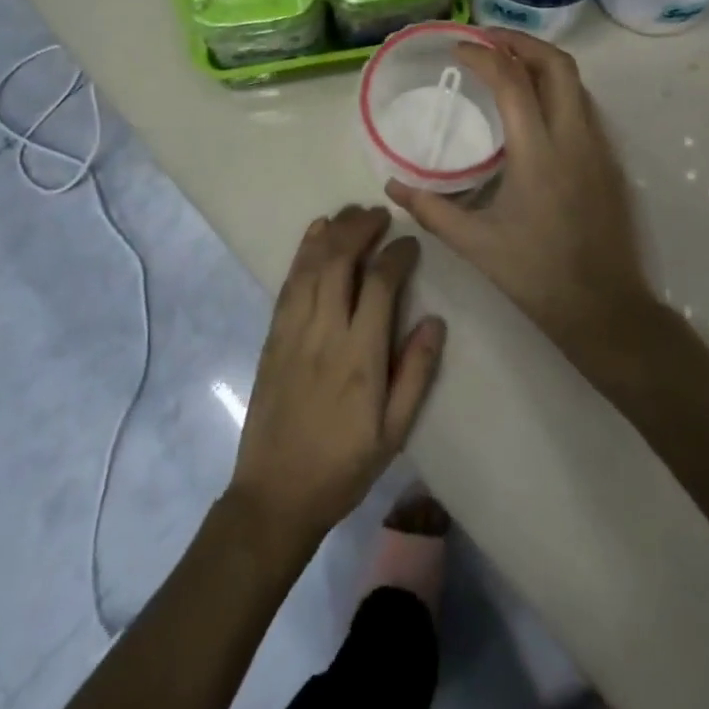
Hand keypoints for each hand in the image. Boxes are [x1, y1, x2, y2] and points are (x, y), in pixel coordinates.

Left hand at [229, 206, 444, 545]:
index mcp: (360, 357)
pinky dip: (304, 251)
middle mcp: (325, 332)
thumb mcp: (393, 432)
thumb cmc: (343, 466)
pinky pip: (290, 281)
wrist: (275, 495)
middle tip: (380, 215)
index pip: (380, 285)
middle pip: (341, 261)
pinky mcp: (273, 335)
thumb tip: (435, 320)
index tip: (410, 244)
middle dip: (361, 229)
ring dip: (334, 232)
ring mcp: (294, 331)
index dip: (397, 255)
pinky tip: (316, 233)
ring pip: (313, 264)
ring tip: (354, 213)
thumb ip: (415, 373)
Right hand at [386, 30, 655, 360]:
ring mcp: (598, 147)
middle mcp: (574, 138)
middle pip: (556, 65)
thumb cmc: (537, 275)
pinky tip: (532, 106)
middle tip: (485, 40)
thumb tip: (392, 186)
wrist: (605, 308)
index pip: (513, 82)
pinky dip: (555, 87)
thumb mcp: (476, 245)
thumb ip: (431, 209)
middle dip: (520, 42)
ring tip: (505, 63)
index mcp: (539, 154)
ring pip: (575, 82)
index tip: (457, 48)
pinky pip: (583, 104)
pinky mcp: (609, 160)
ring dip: (540, 61)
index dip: (483, 56)